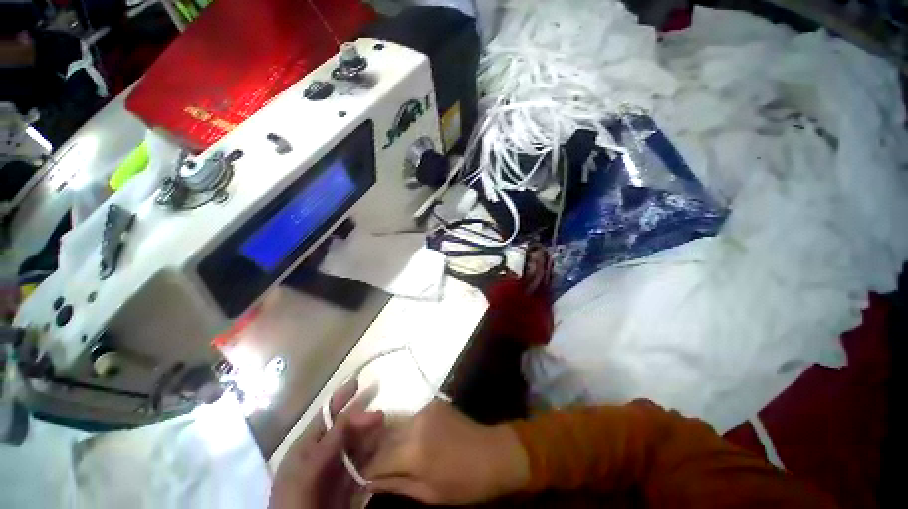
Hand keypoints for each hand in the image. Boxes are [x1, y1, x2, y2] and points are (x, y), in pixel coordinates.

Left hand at [269, 379, 382, 508]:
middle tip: (381, 416)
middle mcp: (322, 453)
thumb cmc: (294, 503)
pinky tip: (382, 448)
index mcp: (306, 447)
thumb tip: (346, 416)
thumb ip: (325, 447)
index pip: (325, 416)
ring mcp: (335, 469)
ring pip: (356, 443)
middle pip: (345, 428)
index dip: (340, 398)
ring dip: (370, 434)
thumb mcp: (304, 474)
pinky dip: (373, 454)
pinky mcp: (347, 483)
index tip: (357, 382)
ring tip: (384, 428)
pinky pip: (363, 462)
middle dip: (362, 418)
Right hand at [363, 400, 529, 504]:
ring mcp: (426, 408)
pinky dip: (406, 430)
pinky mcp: (434, 403)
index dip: (365, 469)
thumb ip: (396, 484)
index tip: (359, 477)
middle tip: (369, 465)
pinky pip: (411, 418)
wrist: (494, 453)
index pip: (377, 459)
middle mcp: (416, 422)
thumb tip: (368, 482)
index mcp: (415, 450)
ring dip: (390, 440)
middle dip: (374, 452)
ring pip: (396, 425)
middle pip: (383, 437)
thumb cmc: (464, 483)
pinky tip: (410, 441)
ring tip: (389, 454)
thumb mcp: (428, 494)